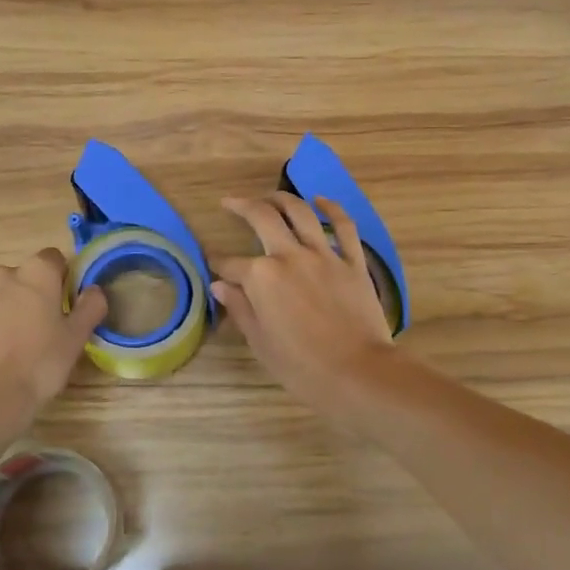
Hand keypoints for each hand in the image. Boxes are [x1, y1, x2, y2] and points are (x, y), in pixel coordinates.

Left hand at [0, 249, 106, 420]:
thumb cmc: (42, 365)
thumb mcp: (77, 338)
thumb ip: (90, 306)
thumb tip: (94, 288)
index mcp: (38, 274)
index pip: (52, 258)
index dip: (59, 276)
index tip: (62, 301)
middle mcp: (3, 274)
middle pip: (20, 272)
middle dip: (29, 289)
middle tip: (36, 322)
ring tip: (4, 328)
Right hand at [212, 194, 394, 413]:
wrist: (357, 372)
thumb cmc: (301, 367)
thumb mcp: (260, 342)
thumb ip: (240, 308)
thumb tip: (220, 285)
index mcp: (261, 277)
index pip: (231, 264)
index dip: (218, 263)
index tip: (212, 262)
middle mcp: (289, 256)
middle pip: (262, 218)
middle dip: (242, 206)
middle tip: (230, 202)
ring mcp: (324, 255)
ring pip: (300, 212)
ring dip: (281, 198)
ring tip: (269, 196)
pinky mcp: (352, 261)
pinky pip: (343, 226)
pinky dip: (332, 208)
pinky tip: (321, 200)